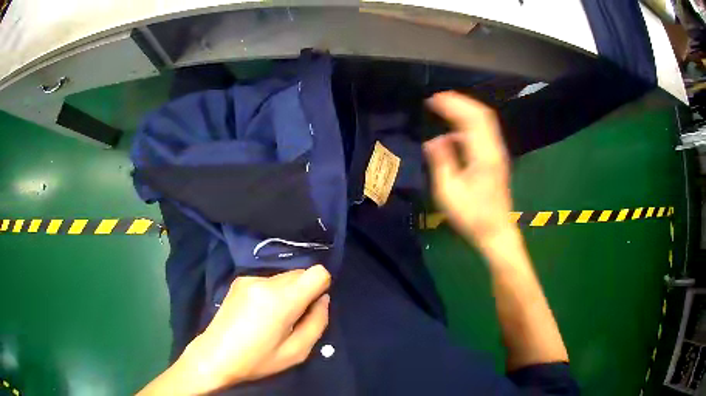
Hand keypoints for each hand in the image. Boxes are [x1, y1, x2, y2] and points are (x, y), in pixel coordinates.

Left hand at [169, 265, 330, 393]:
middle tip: (293, 318)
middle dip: (304, 292)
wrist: (215, 355)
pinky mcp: (239, 281)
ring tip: (273, 318)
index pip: (317, 272)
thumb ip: (317, 322)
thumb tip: (322, 300)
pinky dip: (272, 293)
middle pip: (300, 273)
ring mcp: (249, 278)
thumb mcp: (297, 352)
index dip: (322, 286)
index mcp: (281, 299)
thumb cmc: (257, 360)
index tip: (313, 306)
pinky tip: (258, 313)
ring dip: (287, 292)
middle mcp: (265, 281)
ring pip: (284, 277)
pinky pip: (268, 280)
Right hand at [424, 91, 514, 250]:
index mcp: (483, 156)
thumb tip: (434, 141)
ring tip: (445, 107)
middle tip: (438, 99)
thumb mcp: (449, 193)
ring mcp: (498, 153)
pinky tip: (456, 129)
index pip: (471, 119)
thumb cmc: (472, 216)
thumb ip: (442, 163)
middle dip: (460, 102)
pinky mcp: (497, 158)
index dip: (452, 105)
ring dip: (466, 110)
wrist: (496, 231)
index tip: (432, 100)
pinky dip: (470, 122)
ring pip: (485, 121)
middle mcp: (495, 149)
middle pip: (482, 114)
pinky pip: (485, 131)